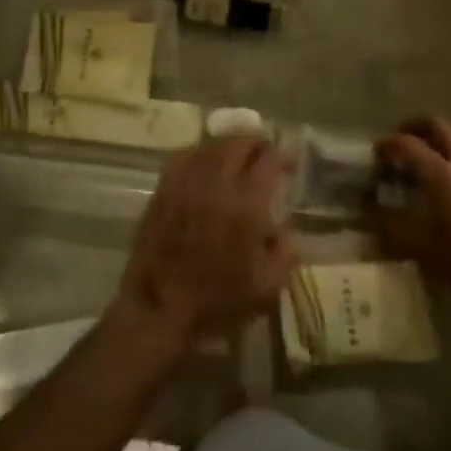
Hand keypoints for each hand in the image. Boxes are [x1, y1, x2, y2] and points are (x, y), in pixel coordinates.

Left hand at [116, 137, 296, 349]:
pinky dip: (200, 153)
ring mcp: (185, 182)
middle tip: (265, 153)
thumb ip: (285, 254)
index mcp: (245, 204)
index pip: (268, 161)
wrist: (160, 307)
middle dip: (256, 143)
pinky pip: (183, 156)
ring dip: (229, 145)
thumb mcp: (267, 287)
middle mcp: (215, 183)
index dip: (283, 156)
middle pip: (238, 142)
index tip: (290, 164)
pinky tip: (205, 164)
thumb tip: (287, 233)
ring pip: (210, 145)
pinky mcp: (163, 189)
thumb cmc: (217, 301)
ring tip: (238, 155)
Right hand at [373, 116, 450, 321]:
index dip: (388, 143)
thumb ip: (389, 224)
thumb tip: (366, 209)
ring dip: (448, 136)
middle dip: (418, 126)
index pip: (408, 143)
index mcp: (443, 175)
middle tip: (407, 140)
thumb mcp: (421, 248)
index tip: (379, 151)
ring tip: (438, 154)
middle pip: (441, 123)